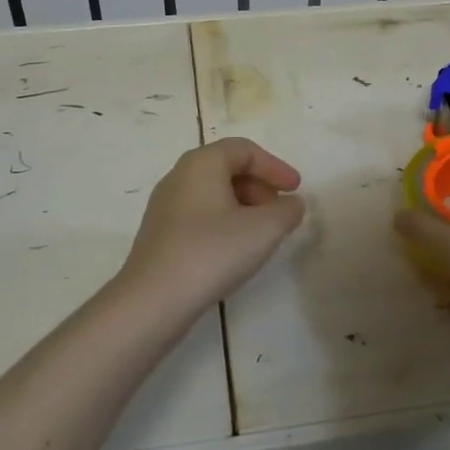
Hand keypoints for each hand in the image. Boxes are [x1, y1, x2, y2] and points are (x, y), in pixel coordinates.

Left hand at [118, 137, 305, 325]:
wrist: (154, 299)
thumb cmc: (212, 252)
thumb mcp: (264, 229)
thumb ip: (287, 210)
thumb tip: (292, 204)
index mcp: (201, 163)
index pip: (244, 149)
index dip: (275, 166)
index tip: (296, 189)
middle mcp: (179, 176)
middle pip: (227, 168)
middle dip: (260, 186)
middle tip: (280, 211)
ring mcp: (165, 206)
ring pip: (213, 193)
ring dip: (244, 206)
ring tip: (262, 233)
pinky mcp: (160, 233)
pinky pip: (199, 214)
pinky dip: (224, 221)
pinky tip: (235, 249)